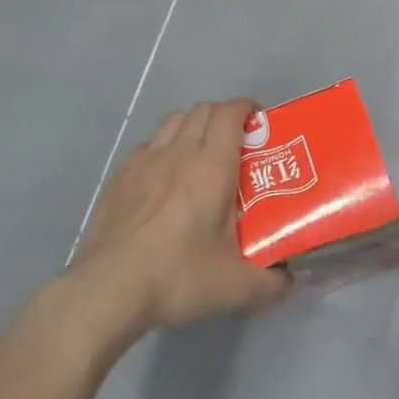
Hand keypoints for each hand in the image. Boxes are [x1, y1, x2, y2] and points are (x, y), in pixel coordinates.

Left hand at [72, 98, 290, 332]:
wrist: (108, 289)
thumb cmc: (178, 277)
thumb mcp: (237, 287)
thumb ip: (272, 283)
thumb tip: (289, 281)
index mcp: (212, 167)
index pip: (230, 113)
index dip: (247, 109)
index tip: (260, 124)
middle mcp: (178, 153)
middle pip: (203, 110)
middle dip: (224, 117)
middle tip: (237, 145)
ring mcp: (143, 162)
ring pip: (173, 121)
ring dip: (193, 127)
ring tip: (201, 156)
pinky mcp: (119, 177)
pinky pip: (147, 145)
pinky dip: (163, 149)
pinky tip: (164, 179)